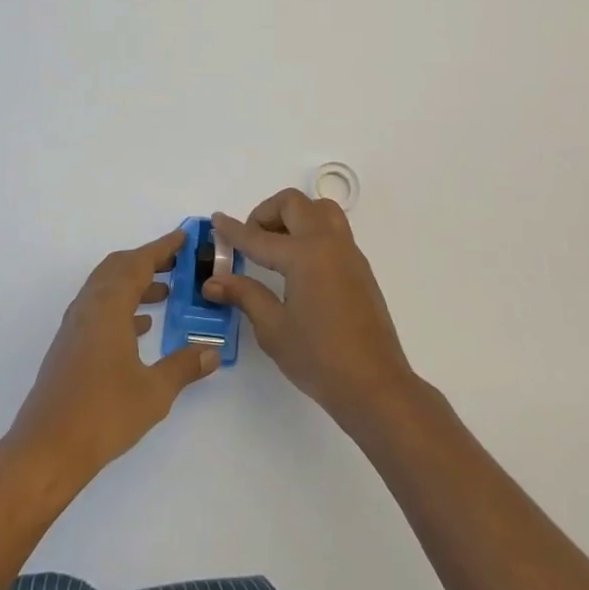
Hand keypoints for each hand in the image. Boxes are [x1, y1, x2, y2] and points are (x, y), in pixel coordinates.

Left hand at [7, 229, 220, 491]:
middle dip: (148, 261)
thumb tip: (212, 350)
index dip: (162, 248)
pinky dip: (121, 306)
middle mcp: (88, 308)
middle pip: (118, 268)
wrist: (47, 450)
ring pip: (106, 288)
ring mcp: (75, 327)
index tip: (184, 238)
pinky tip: (141, 328)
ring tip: (166, 293)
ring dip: (134, 284)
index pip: (138, 263)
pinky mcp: (69, 347)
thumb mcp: (154, 392)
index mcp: (108, 307)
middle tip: (178, 263)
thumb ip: (184, 366)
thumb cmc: (103, 414)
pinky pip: (98, 310)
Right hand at [207, 190, 415, 433]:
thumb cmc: (319, 358)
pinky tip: (298, 266)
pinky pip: (333, 231)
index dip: (233, 230)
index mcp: (305, 255)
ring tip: (276, 246)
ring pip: (320, 210)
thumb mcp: (273, 329)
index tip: (216, 220)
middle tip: (250, 238)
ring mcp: (348, 253)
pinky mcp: (359, 267)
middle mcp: (328, 243)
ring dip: (294, 216)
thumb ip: (245, 295)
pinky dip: (311, 231)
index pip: (259, 237)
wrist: (374, 385)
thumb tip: (214, 281)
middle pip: (294, 204)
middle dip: (266, 212)